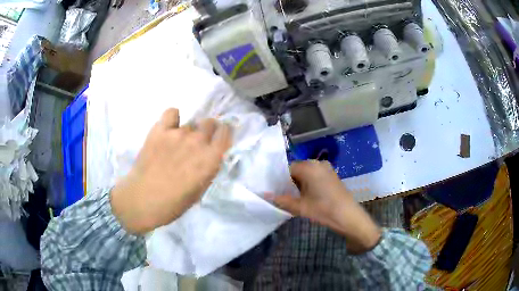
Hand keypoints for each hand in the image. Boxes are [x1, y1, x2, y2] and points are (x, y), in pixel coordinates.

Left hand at [110, 108, 231, 234]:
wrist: (141, 201)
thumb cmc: (172, 204)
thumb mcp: (199, 191)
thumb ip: (207, 169)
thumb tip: (209, 154)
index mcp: (210, 160)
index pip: (225, 133)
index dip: (223, 133)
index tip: (218, 137)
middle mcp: (197, 142)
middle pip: (209, 122)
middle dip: (207, 130)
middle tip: (197, 142)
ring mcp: (177, 134)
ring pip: (190, 123)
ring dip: (187, 132)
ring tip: (176, 144)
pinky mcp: (159, 130)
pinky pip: (171, 112)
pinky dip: (172, 119)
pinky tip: (168, 129)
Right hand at [274, 160, 381, 253]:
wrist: (349, 217)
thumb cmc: (324, 210)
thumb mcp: (300, 207)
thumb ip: (281, 200)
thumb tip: (264, 195)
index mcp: (309, 166)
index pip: (287, 168)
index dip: (279, 179)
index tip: (274, 190)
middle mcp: (318, 163)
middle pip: (296, 169)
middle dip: (288, 182)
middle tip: (282, 195)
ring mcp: (326, 168)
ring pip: (306, 173)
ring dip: (298, 183)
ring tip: (293, 197)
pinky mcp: (332, 175)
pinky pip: (315, 175)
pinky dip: (308, 183)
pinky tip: (306, 196)